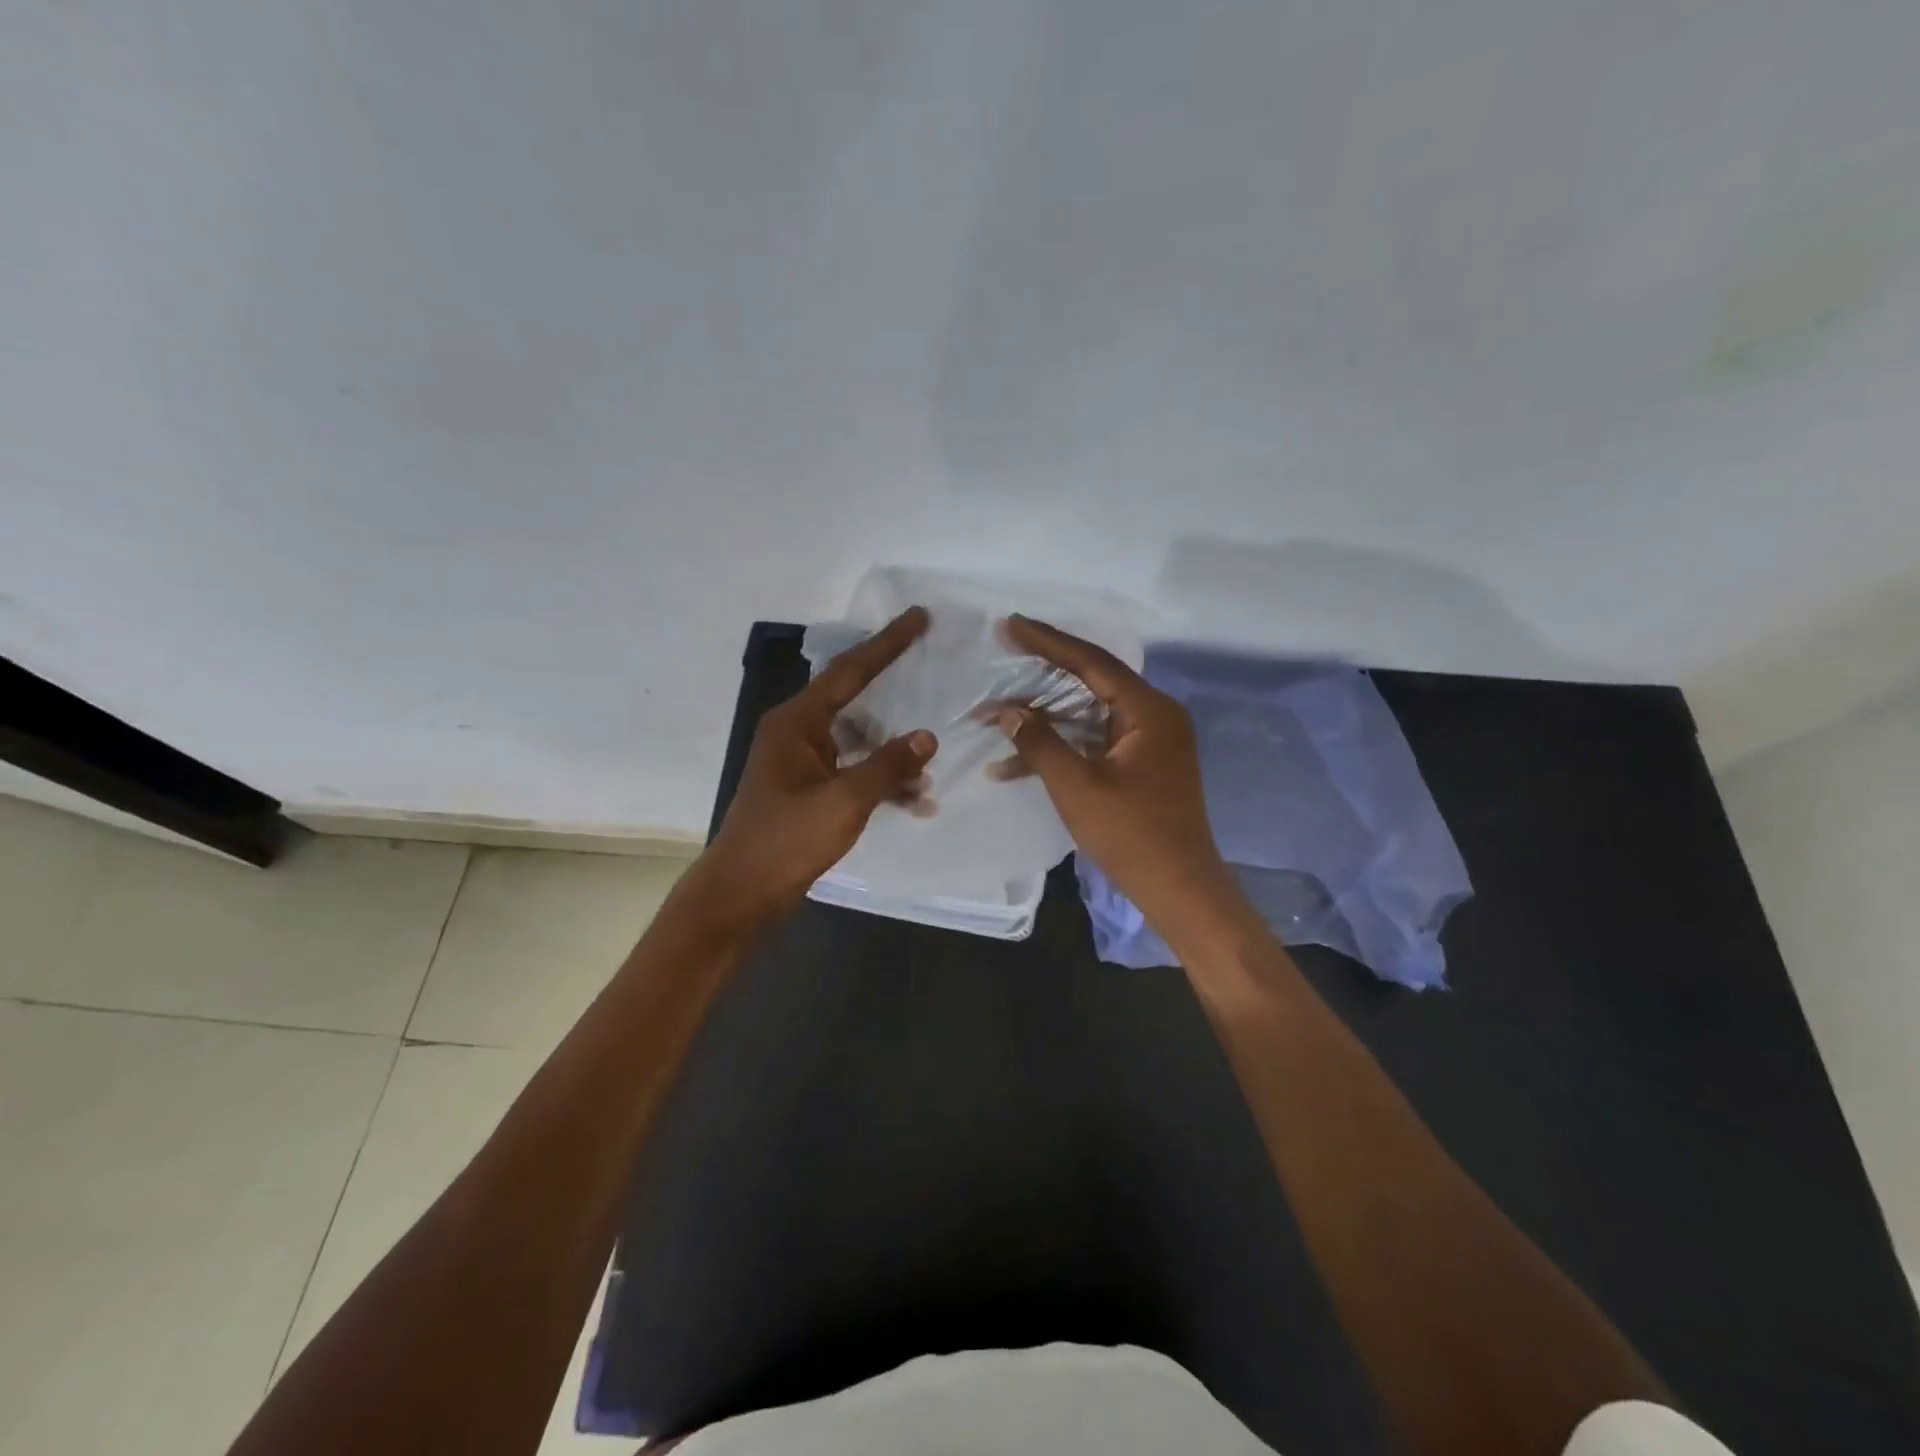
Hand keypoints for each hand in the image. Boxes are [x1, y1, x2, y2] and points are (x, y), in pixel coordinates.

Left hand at [691, 607, 937, 927]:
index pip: (850, 671)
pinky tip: (915, 801)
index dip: (887, 643)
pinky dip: (881, 781)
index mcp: (797, 722)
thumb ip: (888, 766)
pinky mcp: (809, 790)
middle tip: (932, 670)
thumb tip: (927, 736)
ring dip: (893, 752)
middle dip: (894, 691)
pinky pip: (853, 772)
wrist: (741, 894)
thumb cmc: (785, 841)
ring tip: (931, 765)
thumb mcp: (843, 802)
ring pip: (858, 741)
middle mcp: (797, 733)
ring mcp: (802, 763)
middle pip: (855, 699)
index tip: (918, 617)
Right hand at [996, 615, 1249, 945]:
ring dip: (1045, 718)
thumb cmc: (1132, 834)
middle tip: (1006, 649)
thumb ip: (1041, 742)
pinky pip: (1094, 741)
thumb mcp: (1077, 786)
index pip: (1092, 662)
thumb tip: (1009, 711)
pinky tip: (1017, 762)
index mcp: (1149, 710)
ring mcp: (1149, 741)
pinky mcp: (1141, 765)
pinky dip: (1061, 747)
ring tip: (998, 711)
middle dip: (1043, 673)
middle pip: (1092, 681)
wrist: (1179, 888)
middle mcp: (1154, 716)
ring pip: (1089, 714)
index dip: (1048, 642)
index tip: (1010, 625)